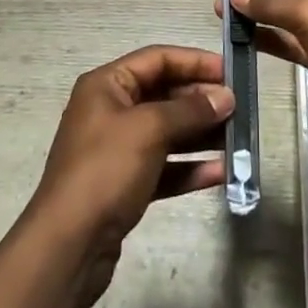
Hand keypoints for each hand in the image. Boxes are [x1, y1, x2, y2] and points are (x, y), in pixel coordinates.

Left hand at [26, 45, 234, 307]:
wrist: (67, 247)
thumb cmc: (105, 171)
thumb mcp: (149, 130)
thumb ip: (190, 111)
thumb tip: (225, 97)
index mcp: (107, 85)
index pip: (157, 59)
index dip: (194, 62)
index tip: (230, 72)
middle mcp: (111, 111)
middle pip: (164, 95)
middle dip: (201, 101)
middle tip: (240, 109)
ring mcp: (118, 150)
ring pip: (167, 133)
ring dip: (201, 135)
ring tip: (238, 139)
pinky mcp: (125, 185)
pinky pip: (164, 167)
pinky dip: (189, 168)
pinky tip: (220, 173)